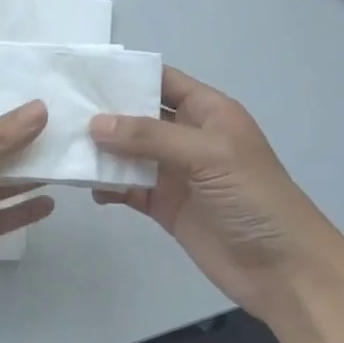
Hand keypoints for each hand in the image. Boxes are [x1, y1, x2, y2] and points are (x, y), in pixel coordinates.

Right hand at [89, 67, 343, 323]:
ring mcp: (175, 172)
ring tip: (64, 147)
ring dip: (101, 152)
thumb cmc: (254, 198)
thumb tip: (95, 124)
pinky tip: (88, 187)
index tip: (82, 71)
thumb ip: (151, 137)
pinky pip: (129, 188)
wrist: (284, 271)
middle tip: (59, 109)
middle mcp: (188, 137)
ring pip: (128, 153)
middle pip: (139, 116)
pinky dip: (108, 186)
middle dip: (104, 113)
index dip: (127, 74)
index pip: (162, 81)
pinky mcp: (165, 206)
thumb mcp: (208, 155)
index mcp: (208, 112)